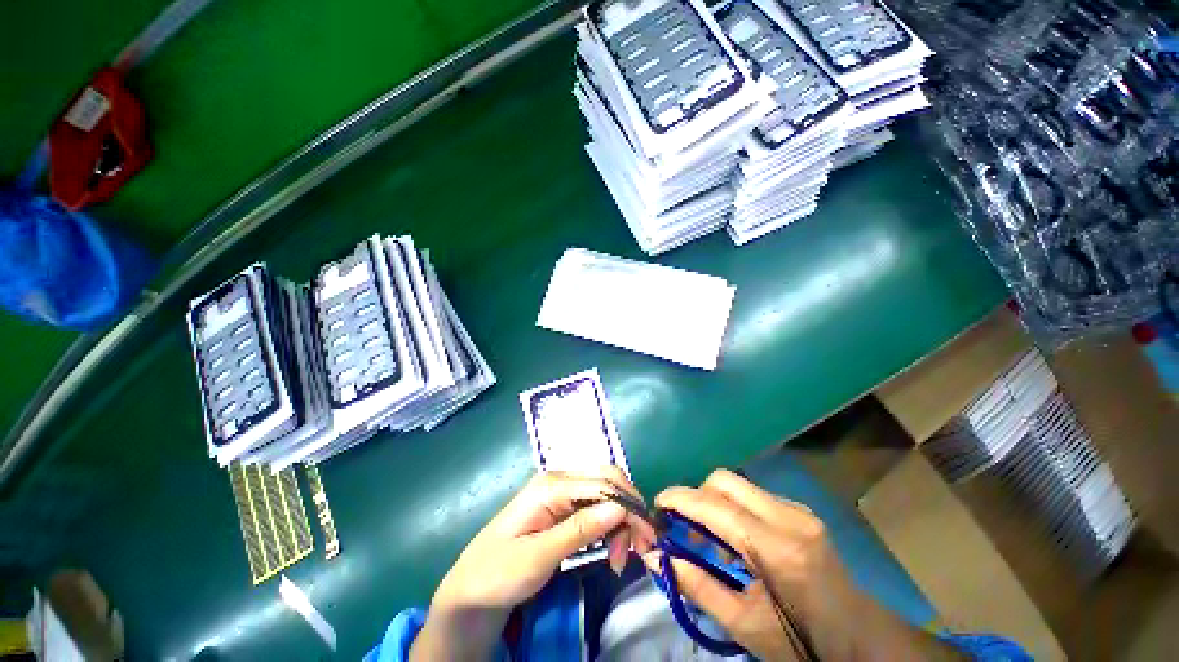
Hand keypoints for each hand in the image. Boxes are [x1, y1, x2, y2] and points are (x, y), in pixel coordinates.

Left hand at [411, 467, 656, 660]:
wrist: (472, 589)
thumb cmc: (499, 572)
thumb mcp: (539, 556)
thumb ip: (580, 529)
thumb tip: (620, 507)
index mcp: (551, 485)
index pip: (602, 483)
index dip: (629, 505)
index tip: (647, 537)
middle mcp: (559, 480)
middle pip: (607, 481)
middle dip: (628, 509)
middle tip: (640, 548)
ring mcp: (561, 493)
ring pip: (605, 493)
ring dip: (621, 520)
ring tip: (620, 557)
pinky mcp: (563, 508)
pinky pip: (595, 507)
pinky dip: (610, 524)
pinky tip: (612, 547)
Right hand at [650, 469, 956, 661]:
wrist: (862, 640)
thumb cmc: (803, 641)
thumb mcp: (744, 625)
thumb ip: (697, 586)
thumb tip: (655, 557)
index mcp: (777, 548)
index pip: (715, 506)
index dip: (679, 499)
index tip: (656, 504)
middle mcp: (788, 516)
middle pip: (724, 480)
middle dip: (696, 495)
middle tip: (684, 524)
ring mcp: (798, 510)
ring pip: (738, 484)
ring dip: (714, 501)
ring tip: (708, 536)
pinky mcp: (800, 512)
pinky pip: (753, 495)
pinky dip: (733, 507)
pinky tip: (736, 538)